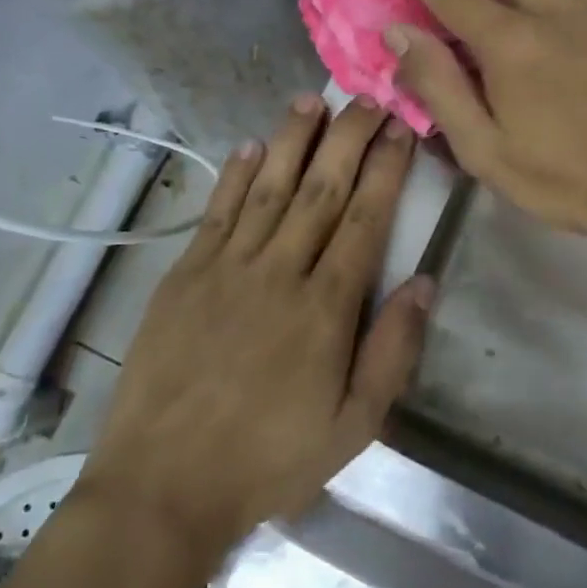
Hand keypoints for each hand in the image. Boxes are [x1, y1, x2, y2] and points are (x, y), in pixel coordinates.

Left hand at [84, 97, 429, 559]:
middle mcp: (278, 272)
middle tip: (368, 98)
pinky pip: (217, 212)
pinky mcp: (184, 276)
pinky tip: (250, 146)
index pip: (363, 219)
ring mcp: (226, 268)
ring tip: (313, 99)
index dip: (385, 170)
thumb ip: (393, 350)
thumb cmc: (269, 461)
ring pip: (268, 187)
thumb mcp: (353, 426)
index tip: (400, 131)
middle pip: (320, 189)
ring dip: (292, 139)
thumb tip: (424, 281)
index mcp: (325, 308)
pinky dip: (235, 176)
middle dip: (348, 138)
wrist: (162, 488)